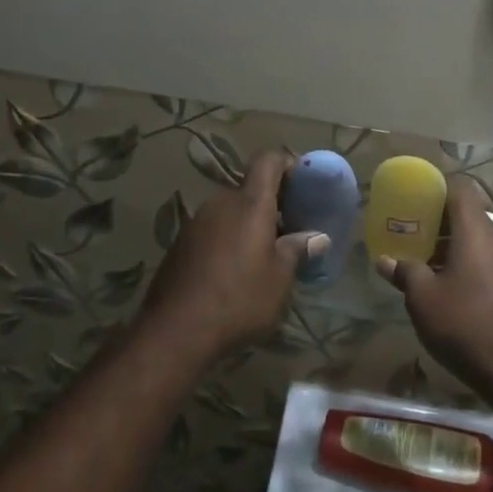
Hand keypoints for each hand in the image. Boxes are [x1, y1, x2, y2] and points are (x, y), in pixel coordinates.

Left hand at [142, 150, 325, 356]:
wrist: (175, 331)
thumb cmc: (239, 299)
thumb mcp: (280, 279)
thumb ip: (298, 250)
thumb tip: (317, 237)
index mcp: (249, 203)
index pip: (268, 160)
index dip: (287, 164)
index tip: (303, 184)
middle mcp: (220, 203)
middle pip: (249, 189)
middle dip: (271, 204)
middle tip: (291, 228)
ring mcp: (196, 223)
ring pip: (230, 211)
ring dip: (249, 225)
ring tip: (264, 255)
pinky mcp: (180, 244)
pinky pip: (213, 230)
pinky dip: (228, 240)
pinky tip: (235, 272)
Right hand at [375, 174, 492, 397]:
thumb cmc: (465, 326)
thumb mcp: (423, 300)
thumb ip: (405, 272)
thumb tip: (385, 260)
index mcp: (478, 230)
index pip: (460, 190)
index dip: (437, 191)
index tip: (416, 204)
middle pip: (470, 217)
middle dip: (442, 226)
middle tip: (415, 242)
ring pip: (483, 241)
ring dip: (458, 249)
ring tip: (431, 271)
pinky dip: (475, 265)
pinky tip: (457, 292)